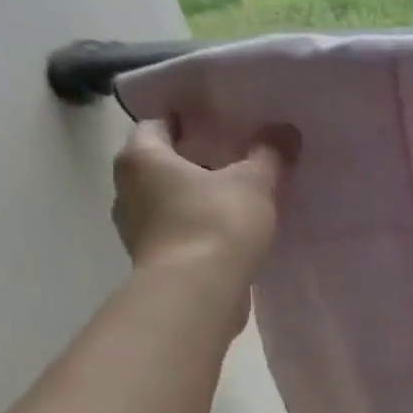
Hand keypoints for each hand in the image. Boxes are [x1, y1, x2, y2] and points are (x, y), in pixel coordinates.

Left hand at [111, 119, 297, 284]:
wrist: (198, 293)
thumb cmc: (216, 224)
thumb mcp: (253, 183)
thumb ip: (268, 154)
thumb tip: (284, 130)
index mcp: (141, 158)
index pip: (157, 124)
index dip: (187, 120)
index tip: (219, 122)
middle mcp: (128, 189)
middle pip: (161, 163)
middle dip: (194, 160)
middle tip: (235, 158)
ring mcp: (137, 228)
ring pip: (169, 200)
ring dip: (196, 197)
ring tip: (238, 197)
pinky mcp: (156, 260)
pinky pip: (179, 231)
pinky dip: (200, 227)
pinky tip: (232, 232)